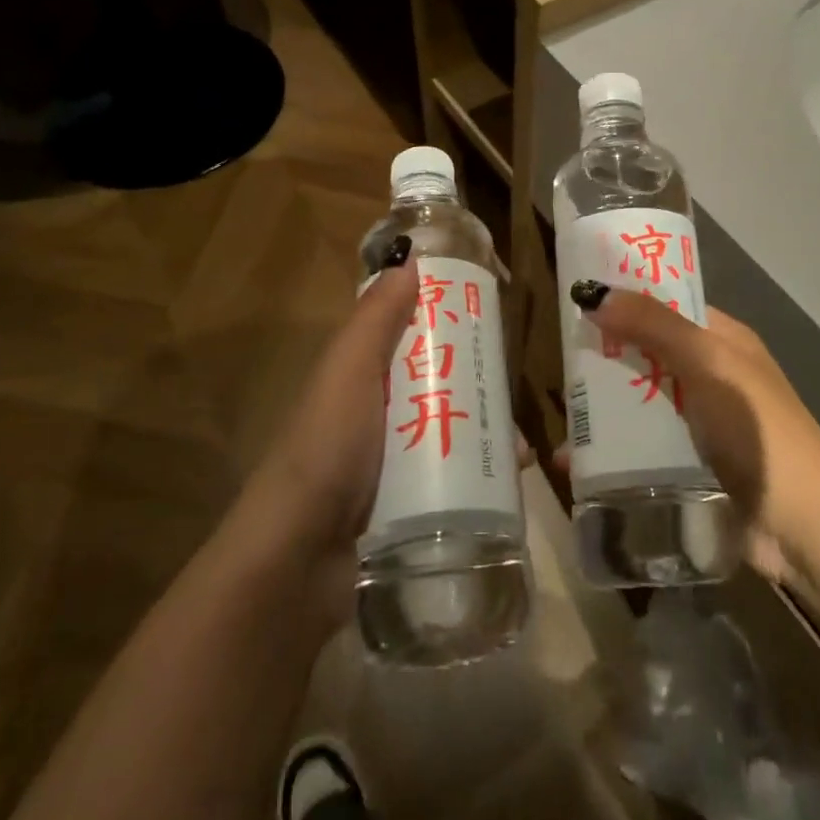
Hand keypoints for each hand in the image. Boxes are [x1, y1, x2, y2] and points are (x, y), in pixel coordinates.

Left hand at [248, 239, 538, 615]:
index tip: (492, 321)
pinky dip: (483, 477)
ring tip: (521, 451)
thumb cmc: (327, 451)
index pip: (411, 340)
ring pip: (452, 434)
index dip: (449, 325)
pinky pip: (455, 481)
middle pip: (440, 388)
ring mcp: (393, 466)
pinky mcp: (410, 508)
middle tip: (513, 393)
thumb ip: (375, 320)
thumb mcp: (349, 373)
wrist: (298, 560)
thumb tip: (408, 259)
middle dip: (479, 387)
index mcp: (361, 380)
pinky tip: (511, 483)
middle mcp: (378, 417)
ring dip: (488, 436)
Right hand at [568, 285, 819, 582]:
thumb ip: (653, 326)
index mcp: (723, 341)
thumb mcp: (706, 363)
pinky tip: (573, 463)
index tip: (578, 300)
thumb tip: (594, 292)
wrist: (802, 524)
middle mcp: (710, 376)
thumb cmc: (755, 428)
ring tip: (558, 418)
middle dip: (605, 359)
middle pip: (647, 356)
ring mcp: (700, 424)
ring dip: (602, 411)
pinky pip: (641, 448)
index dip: (627, 300)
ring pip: (640, 404)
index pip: (668, 306)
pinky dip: (610, 452)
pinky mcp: (689, 467)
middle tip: (557, 362)